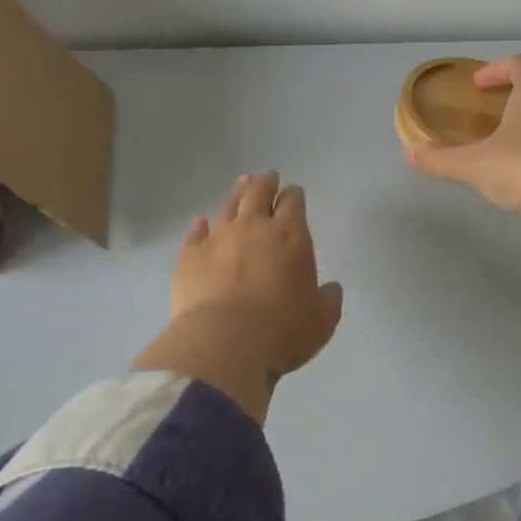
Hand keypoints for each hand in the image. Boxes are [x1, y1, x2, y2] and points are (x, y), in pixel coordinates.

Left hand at [132, 172, 344, 422]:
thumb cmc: (282, 331)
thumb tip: (330, 289)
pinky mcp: (189, 256)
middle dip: (265, 183)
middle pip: (258, 193)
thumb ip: (328, 299)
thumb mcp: (321, 320)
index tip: (294, 192)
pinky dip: (199, 226)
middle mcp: (253, 228)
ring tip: (241, 184)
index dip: (294, 195)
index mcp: (290, 236)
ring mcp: (217, 239)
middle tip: (267, 177)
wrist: (224, 343)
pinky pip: (194, 234)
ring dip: (236, 194)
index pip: (293, 203)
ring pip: (228, 206)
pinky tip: (199, 222)